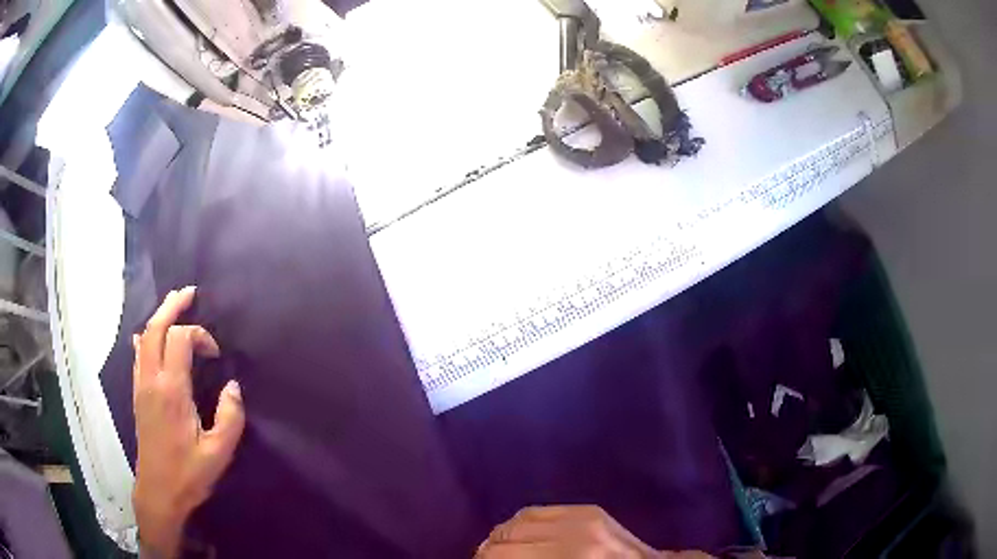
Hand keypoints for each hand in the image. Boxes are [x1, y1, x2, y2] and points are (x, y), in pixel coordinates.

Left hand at [132, 286, 245, 557]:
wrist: (158, 491)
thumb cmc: (189, 474)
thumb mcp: (219, 453)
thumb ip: (230, 417)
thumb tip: (233, 386)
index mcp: (171, 390)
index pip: (180, 339)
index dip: (200, 335)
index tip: (216, 354)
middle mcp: (152, 379)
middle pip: (156, 327)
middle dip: (173, 305)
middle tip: (190, 292)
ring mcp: (141, 384)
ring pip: (145, 336)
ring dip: (159, 316)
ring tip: (174, 305)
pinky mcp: (137, 393)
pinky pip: (138, 353)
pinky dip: (147, 337)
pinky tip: (151, 337)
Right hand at [476, 506, 714, 558]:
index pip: (503, 556)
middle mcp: (572, 535)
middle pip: (505, 539)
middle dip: (487, 552)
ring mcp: (582, 518)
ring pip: (517, 521)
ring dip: (500, 537)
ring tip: (497, 550)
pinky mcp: (589, 509)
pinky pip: (538, 511)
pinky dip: (519, 523)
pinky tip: (517, 536)